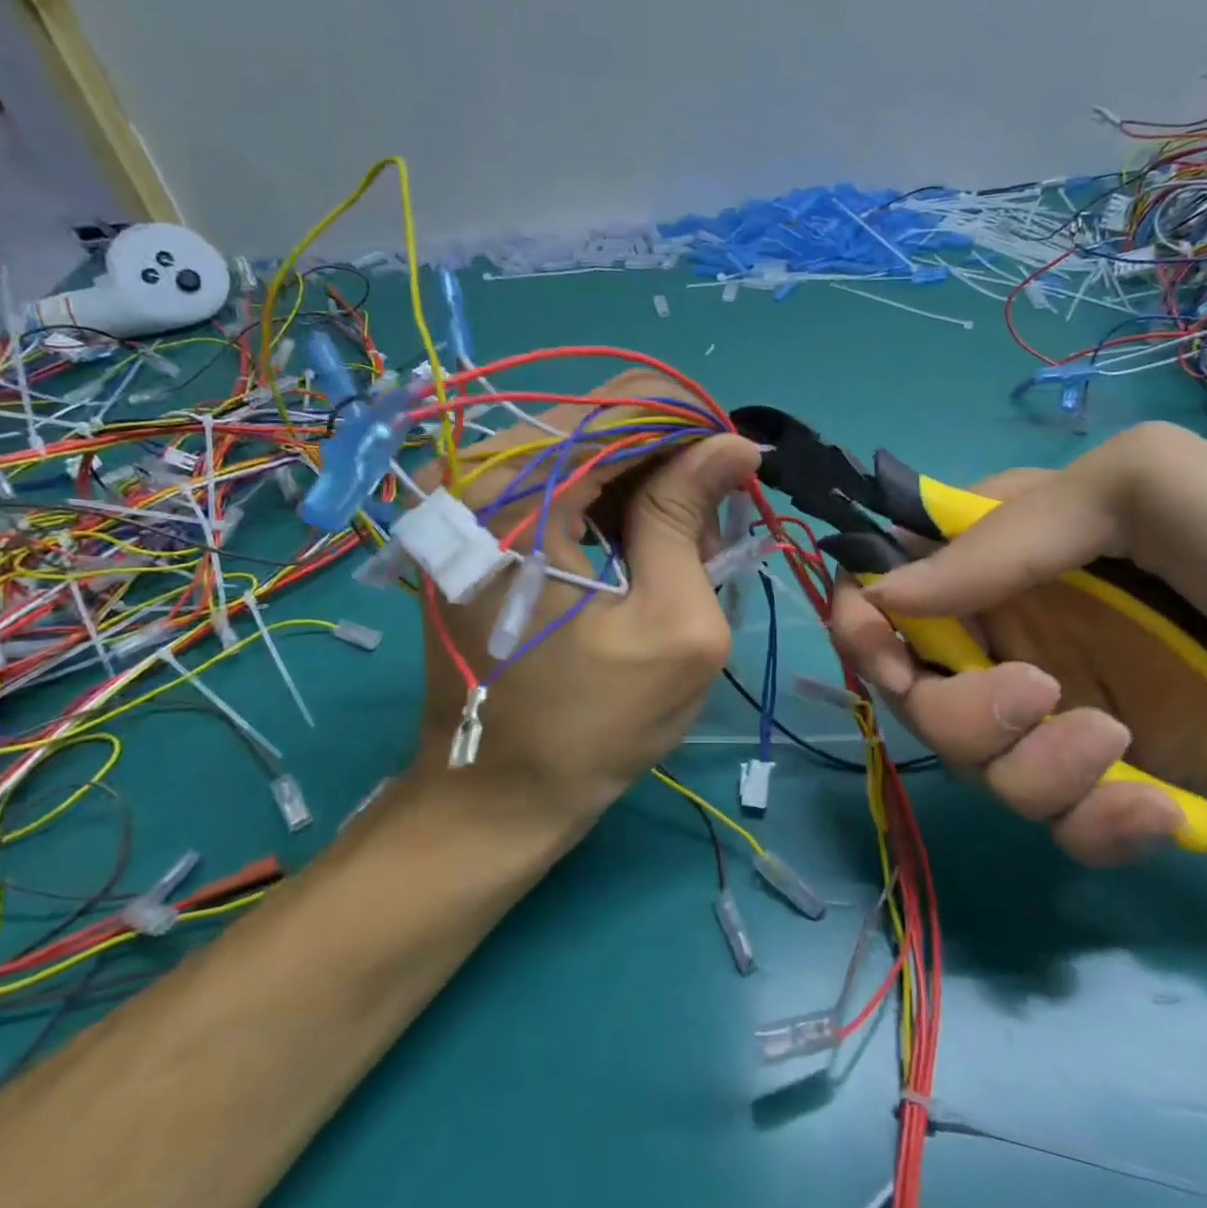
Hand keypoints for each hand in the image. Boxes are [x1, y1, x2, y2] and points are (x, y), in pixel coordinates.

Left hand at [412, 370, 760, 819]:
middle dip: (670, 461)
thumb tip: (734, 443)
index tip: (741, 469)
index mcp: (516, 496)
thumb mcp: (672, 624)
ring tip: (681, 553)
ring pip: (582, 448)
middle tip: (711, 527)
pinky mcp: (472, 525)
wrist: (493, 799)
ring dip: (643, 486)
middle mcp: (475, 477)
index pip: (622, 408)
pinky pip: (556, 481)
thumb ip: (689, 517)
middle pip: (599, 421)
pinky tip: (638, 555)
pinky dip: (607, 505)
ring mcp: (465, 499)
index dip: (694, 428)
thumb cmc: (591, 727)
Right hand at [829, 422, 1206, 864]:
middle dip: (953, 708)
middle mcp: (1005, 629)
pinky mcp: (1093, 782)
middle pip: (910, 686)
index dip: (863, 617)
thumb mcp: (1145, 489)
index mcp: (1001, 553)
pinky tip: (1161, 812)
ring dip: (1031, 766)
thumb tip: (886, 595)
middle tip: (1034, 697)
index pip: (887, 580)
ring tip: (1119, 744)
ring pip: (970, 761)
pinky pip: (1044, 820)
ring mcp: (1046, 710)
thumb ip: (1011, 531)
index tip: (881, 649)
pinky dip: (1090, 823)